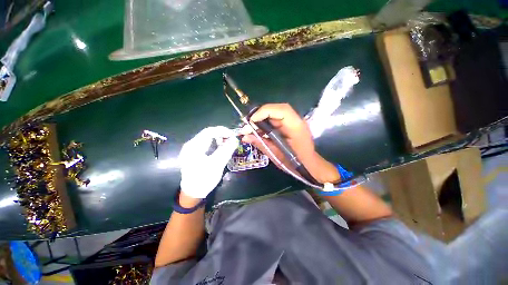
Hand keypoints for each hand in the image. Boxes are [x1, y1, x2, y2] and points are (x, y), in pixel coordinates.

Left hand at [179, 126, 237, 198]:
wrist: (193, 193)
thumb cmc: (204, 179)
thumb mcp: (217, 165)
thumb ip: (226, 150)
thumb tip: (235, 139)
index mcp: (194, 147)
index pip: (209, 131)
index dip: (223, 131)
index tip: (233, 135)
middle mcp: (191, 145)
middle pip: (208, 133)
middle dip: (221, 134)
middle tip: (232, 139)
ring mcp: (191, 149)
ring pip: (207, 138)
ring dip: (219, 139)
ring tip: (228, 144)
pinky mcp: (194, 153)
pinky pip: (206, 143)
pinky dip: (215, 143)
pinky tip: (221, 148)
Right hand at [242, 103, 339, 183]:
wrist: (309, 166)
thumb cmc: (295, 163)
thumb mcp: (277, 155)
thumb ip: (261, 143)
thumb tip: (244, 137)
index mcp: (296, 127)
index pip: (281, 110)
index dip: (264, 112)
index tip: (251, 121)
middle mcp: (295, 121)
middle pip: (276, 110)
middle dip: (260, 115)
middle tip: (248, 126)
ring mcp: (293, 122)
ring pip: (274, 114)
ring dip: (261, 120)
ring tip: (250, 129)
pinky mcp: (289, 126)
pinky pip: (275, 120)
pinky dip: (265, 124)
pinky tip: (258, 131)